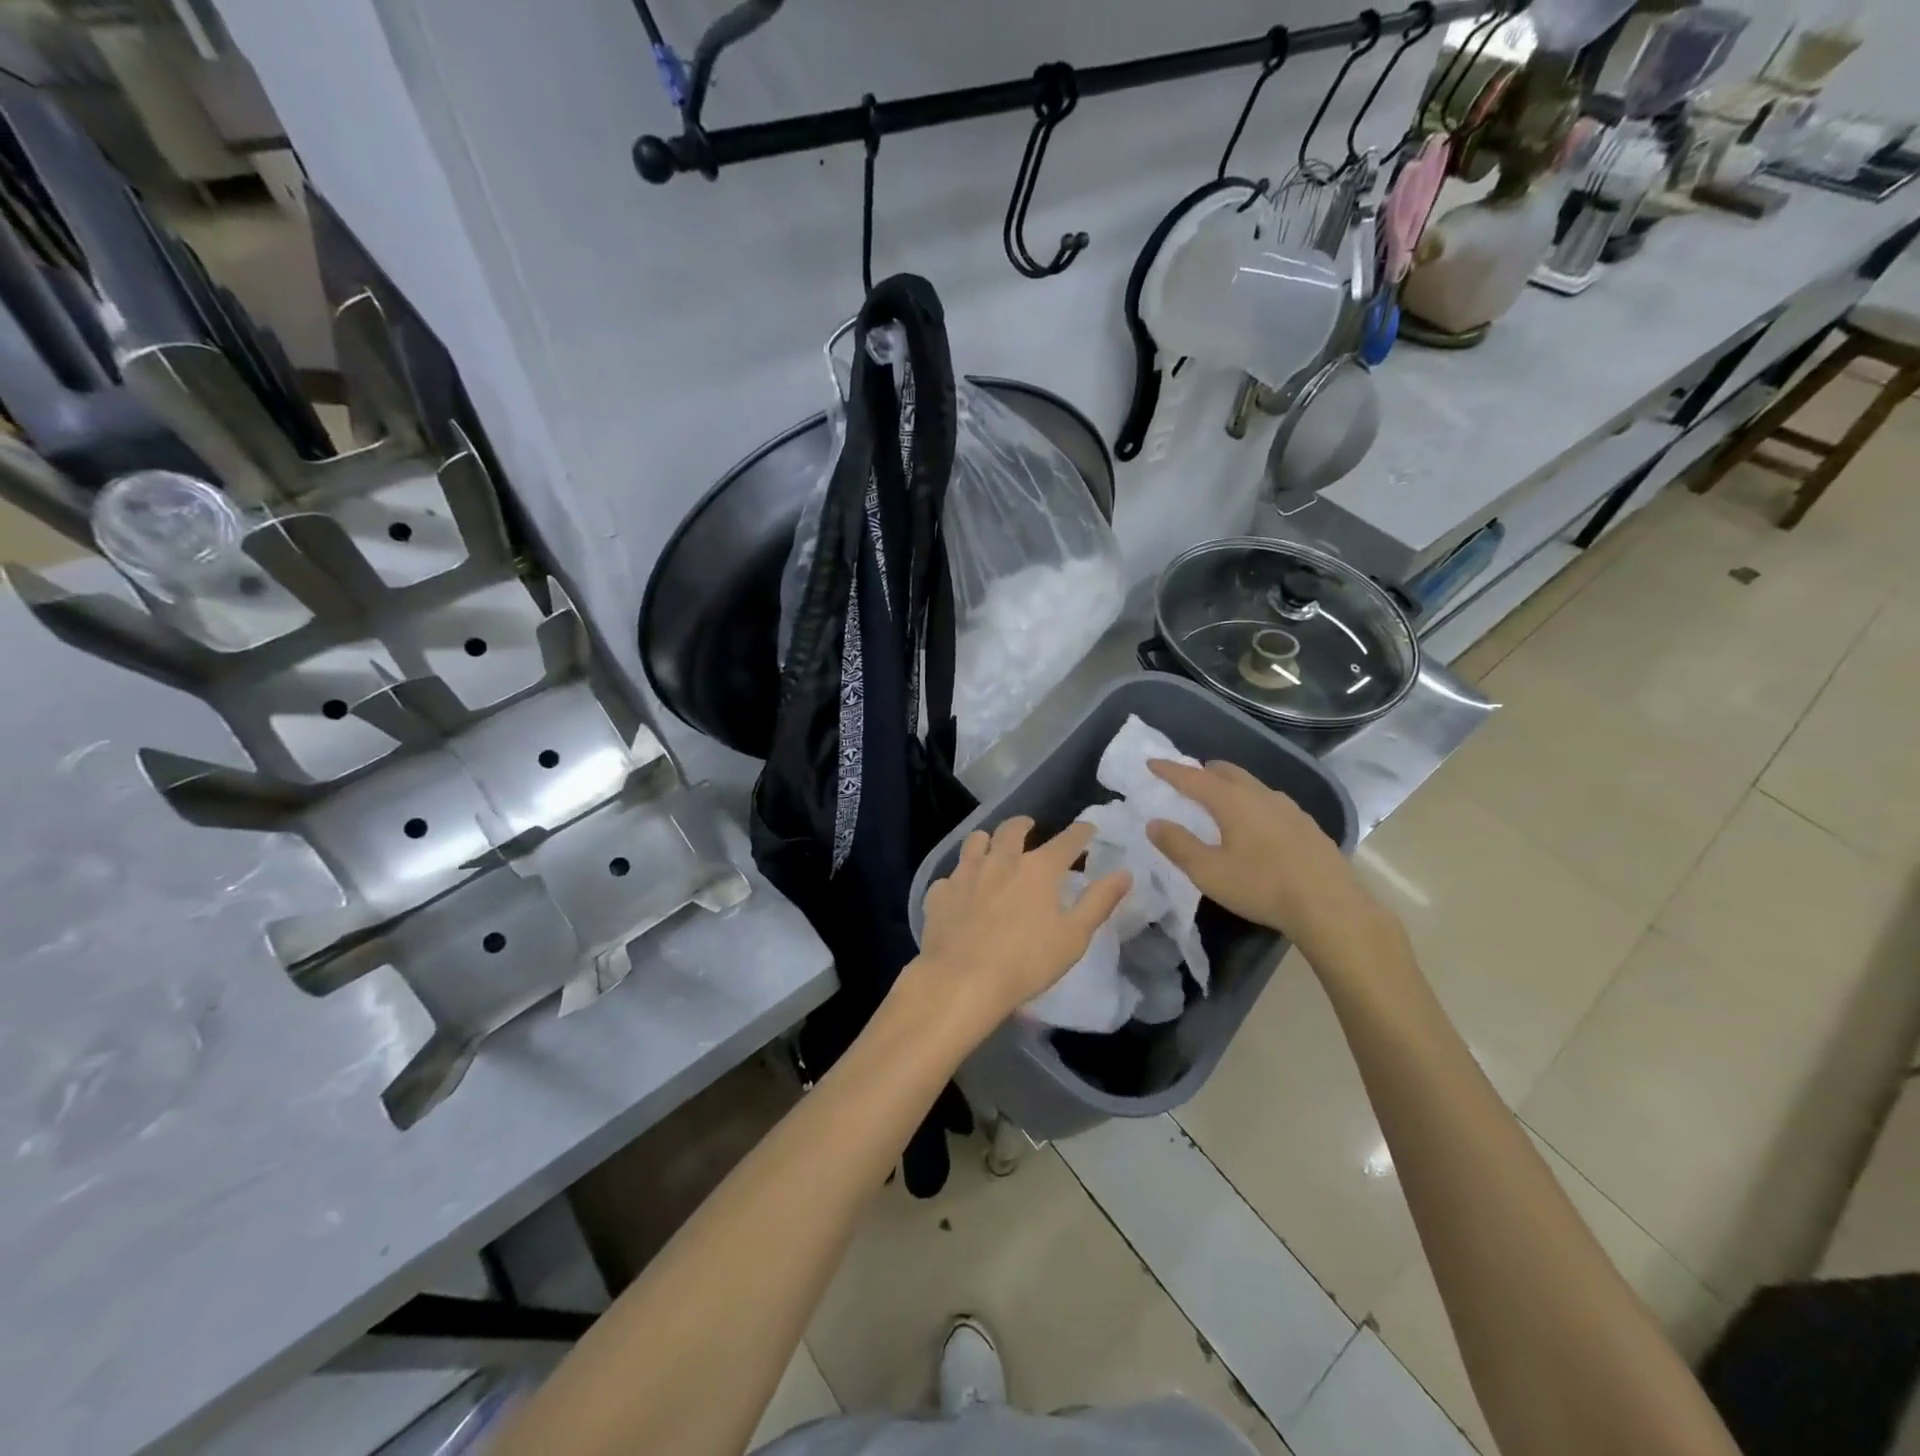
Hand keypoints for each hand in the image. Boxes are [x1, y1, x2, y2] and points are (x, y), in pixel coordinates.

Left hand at [911, 816, 1130, 1037]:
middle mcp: (1001, 860)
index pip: (1066, 840)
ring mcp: (966, 873)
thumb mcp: (1074, 936)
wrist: (962, 980)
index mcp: (1038, 868)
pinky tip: (961, 891)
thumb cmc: (1027, 962)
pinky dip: (960, 878)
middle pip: (1013, 829)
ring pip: (976, 841)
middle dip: (1024, 824)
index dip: (1080, 832)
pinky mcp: (940, 892)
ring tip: (991, 847)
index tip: (1087, 829)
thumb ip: (1099, 901)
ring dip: (988, 840)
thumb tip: (1124, 873)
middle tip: (1029, 826)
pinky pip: (951, 876)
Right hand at [1144, 758, 1391, 964]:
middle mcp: (1261, 795)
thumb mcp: (1209, 872)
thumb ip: (1178, 845)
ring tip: (1220, 801)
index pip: (1193, 778)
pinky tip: (1257, 825)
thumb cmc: (1262, 886)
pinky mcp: (1307, 825)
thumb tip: (1154, 823)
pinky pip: (1271, 803)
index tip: (1151, 762)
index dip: (1170, 770)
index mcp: (1232, 801)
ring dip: (1231, 786)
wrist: (1331, 906)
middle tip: (1187, 779)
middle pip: (1227, 772)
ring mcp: (1289, 808)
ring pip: (1252, 785)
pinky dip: (1253, 803)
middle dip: (1203, 771)